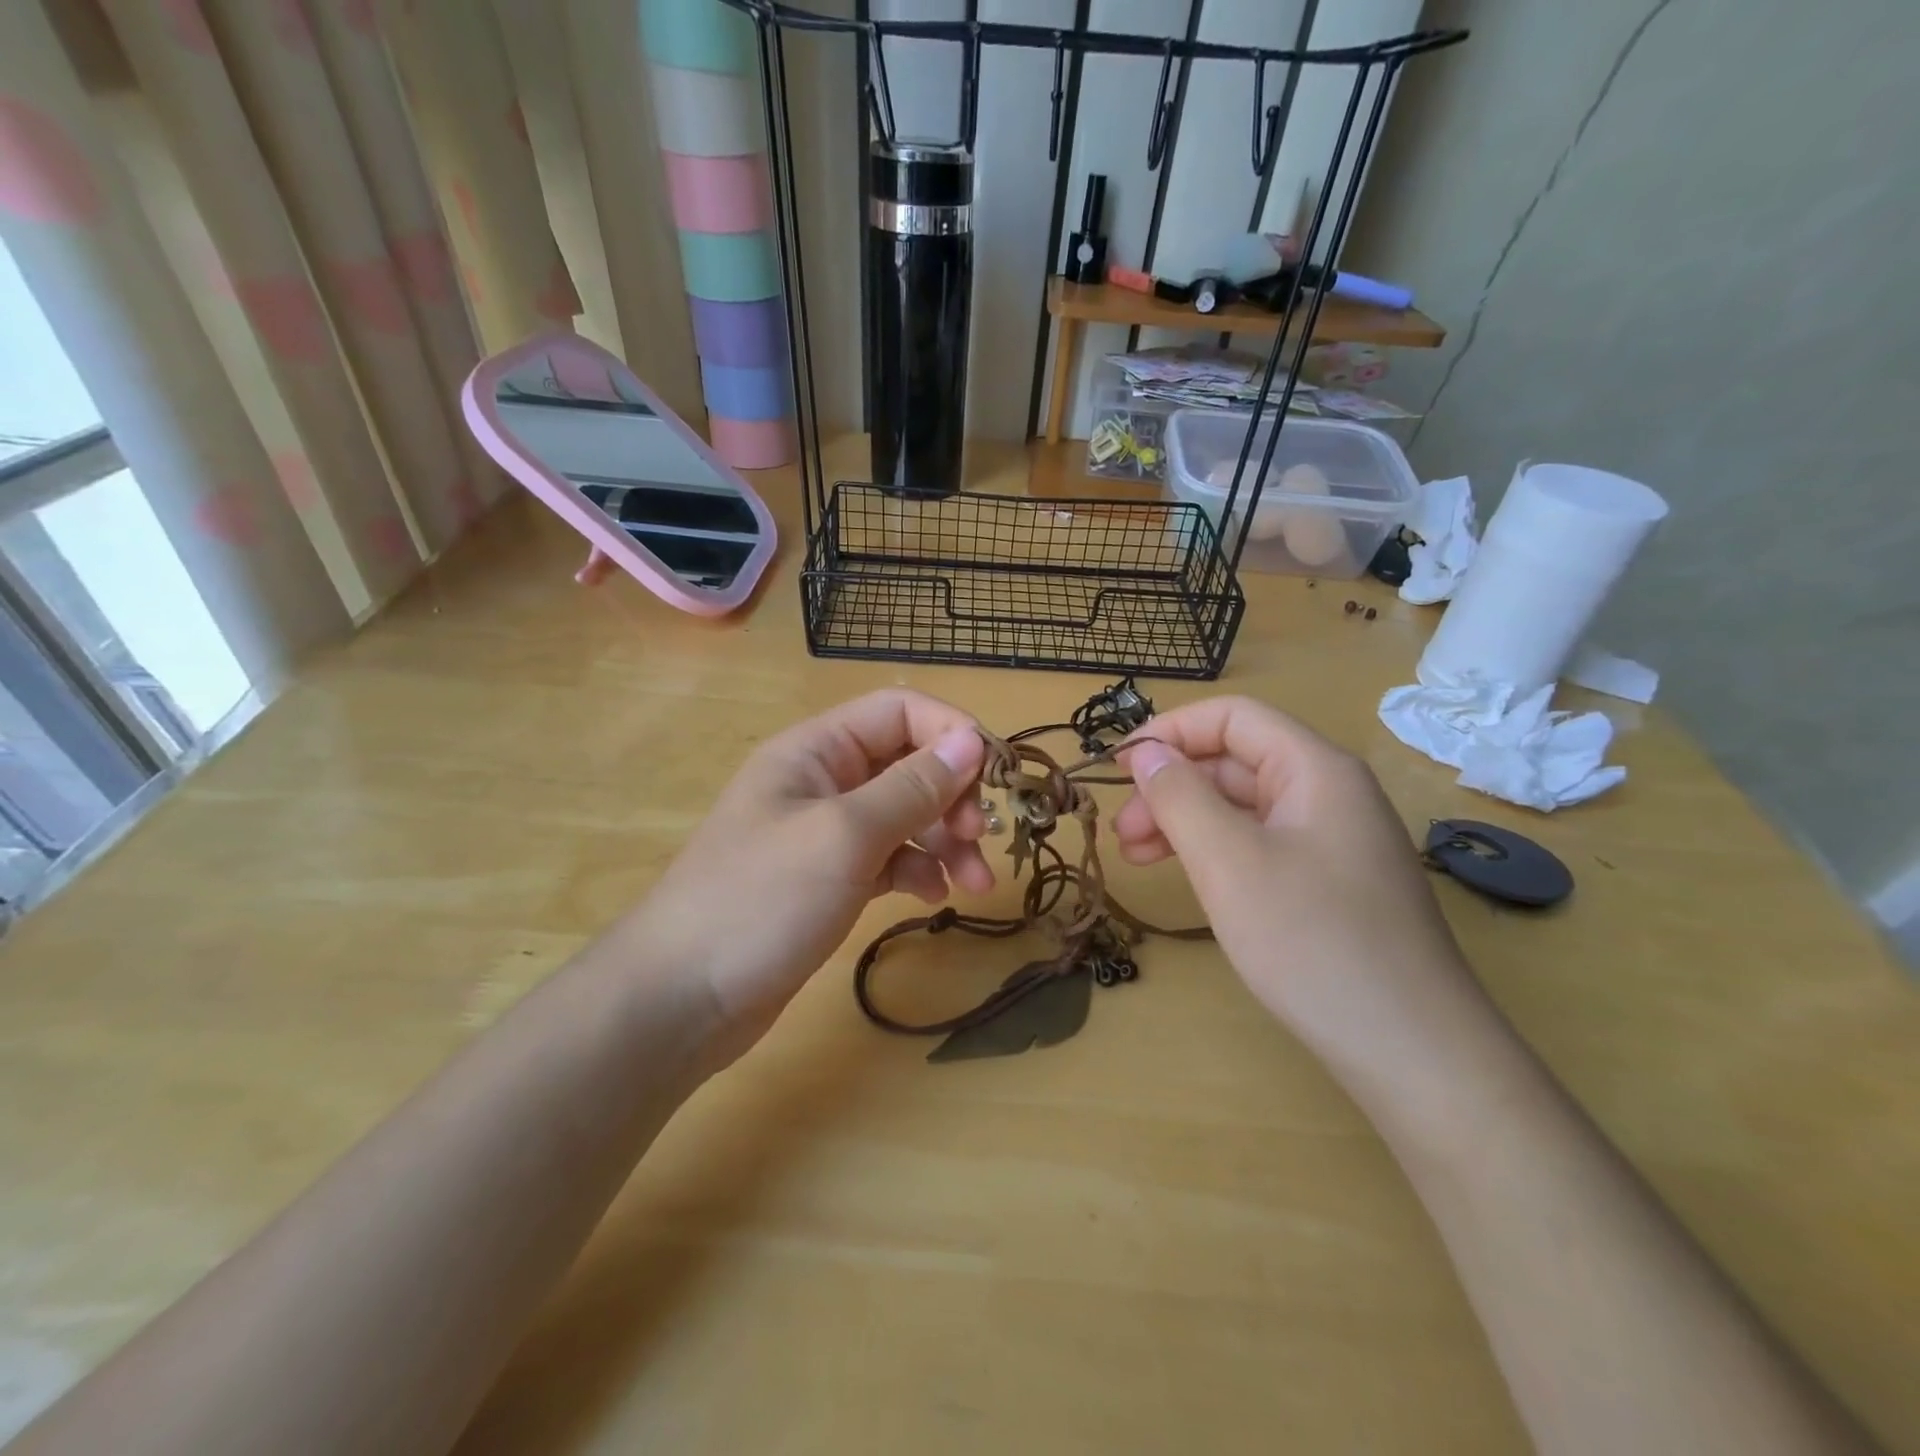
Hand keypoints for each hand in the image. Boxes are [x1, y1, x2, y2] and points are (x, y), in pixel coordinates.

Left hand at [629, 690, 994, 1061]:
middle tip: (983, 839)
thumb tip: (972, 741)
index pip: (900, 712)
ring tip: (976, 884)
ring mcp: (823, 831)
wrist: (680, 999)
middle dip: (954, 795)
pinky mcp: (827, 878)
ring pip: (904, 814)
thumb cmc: (761, 901)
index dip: (952, 733)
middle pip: (908, 763)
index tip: (994, 778)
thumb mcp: (845, 836)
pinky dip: (916, 869)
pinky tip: (933, 896)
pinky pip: (887, 857)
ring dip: (946, 839)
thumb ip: (912, 787)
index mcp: (816, 749)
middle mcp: (822, 780)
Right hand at [1113, 697, 1483, 1086]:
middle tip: (1122, 833)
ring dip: (1186, 822)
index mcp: (1315, 769)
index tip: (1118, 769)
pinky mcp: (1331, 883)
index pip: (1232, 718)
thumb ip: (1179, 797)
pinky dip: (1215, 852)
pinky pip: (1261, 844)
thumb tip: (1145, 752)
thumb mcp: (1228, 862)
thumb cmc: (1312, 941)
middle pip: (1235, 762)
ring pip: (1243, 807)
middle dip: (1171, 788)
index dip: (1170, 732)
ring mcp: (1333, 840)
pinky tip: (1188, 878)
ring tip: (1137, 857)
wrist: (1411, 1051)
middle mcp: (1329, 792)